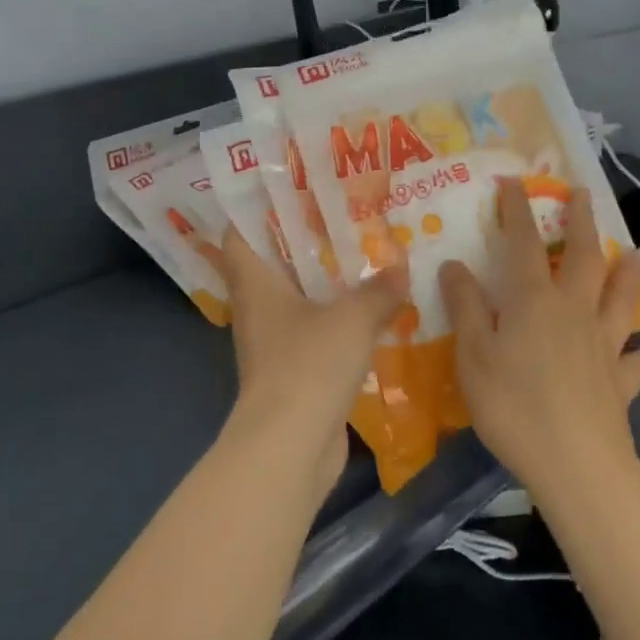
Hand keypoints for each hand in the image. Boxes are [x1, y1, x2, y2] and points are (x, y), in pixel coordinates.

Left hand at [219, 228, 408, 496]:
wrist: (290, 447)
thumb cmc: (308, 365)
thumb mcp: (352, 319)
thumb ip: (378, 291)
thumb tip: (399, 272)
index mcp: (256, 283)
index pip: (240, 234)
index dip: (257, 210)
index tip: (290, 191)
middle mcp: (258, 307)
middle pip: (273, 263)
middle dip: (305, 241)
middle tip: (343, 218)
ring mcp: (273, 341)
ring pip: (296, 298)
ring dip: (325, 282)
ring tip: (363, 258)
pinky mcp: (292, 371)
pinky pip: (313, 331)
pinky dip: (335, 319)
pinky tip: (369, 311)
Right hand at [441, 179, 639, 498]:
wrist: (575, 464)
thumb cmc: (513, 404)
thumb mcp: (472, 354)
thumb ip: (465, 306)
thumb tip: (454, 263)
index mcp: (533, 300)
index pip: (523, 243)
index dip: (517, 210)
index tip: (515, 181)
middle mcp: (573, 311)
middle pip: (583, 257)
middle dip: (581, 222)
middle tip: (583, 195)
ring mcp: (603, 345)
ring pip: (620, 299)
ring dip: (628, 274)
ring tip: (637, 253)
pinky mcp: (620, 381)